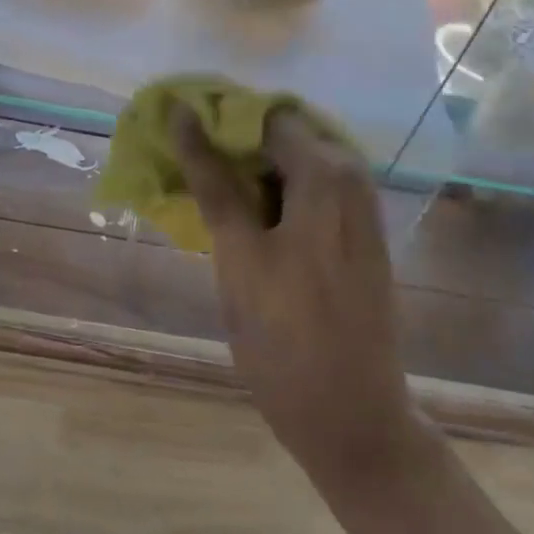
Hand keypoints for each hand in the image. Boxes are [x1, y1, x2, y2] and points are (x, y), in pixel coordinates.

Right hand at [170, 106, 414, 498]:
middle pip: (277, 136)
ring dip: (246, 173)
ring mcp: (359, 203)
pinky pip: (306, 191)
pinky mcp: (357, 230)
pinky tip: (242, 223)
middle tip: (183, 172)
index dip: (215, 121)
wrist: (352, 419)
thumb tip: (183, 114)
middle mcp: (350, 174)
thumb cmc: (286, 339)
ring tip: (205, 198)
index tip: (174, 138)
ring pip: (288, 164)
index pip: (259, 114)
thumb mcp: (239, 255)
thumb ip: (212, 179)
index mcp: (325, 171)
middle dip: (229, 147)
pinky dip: (270, 196)